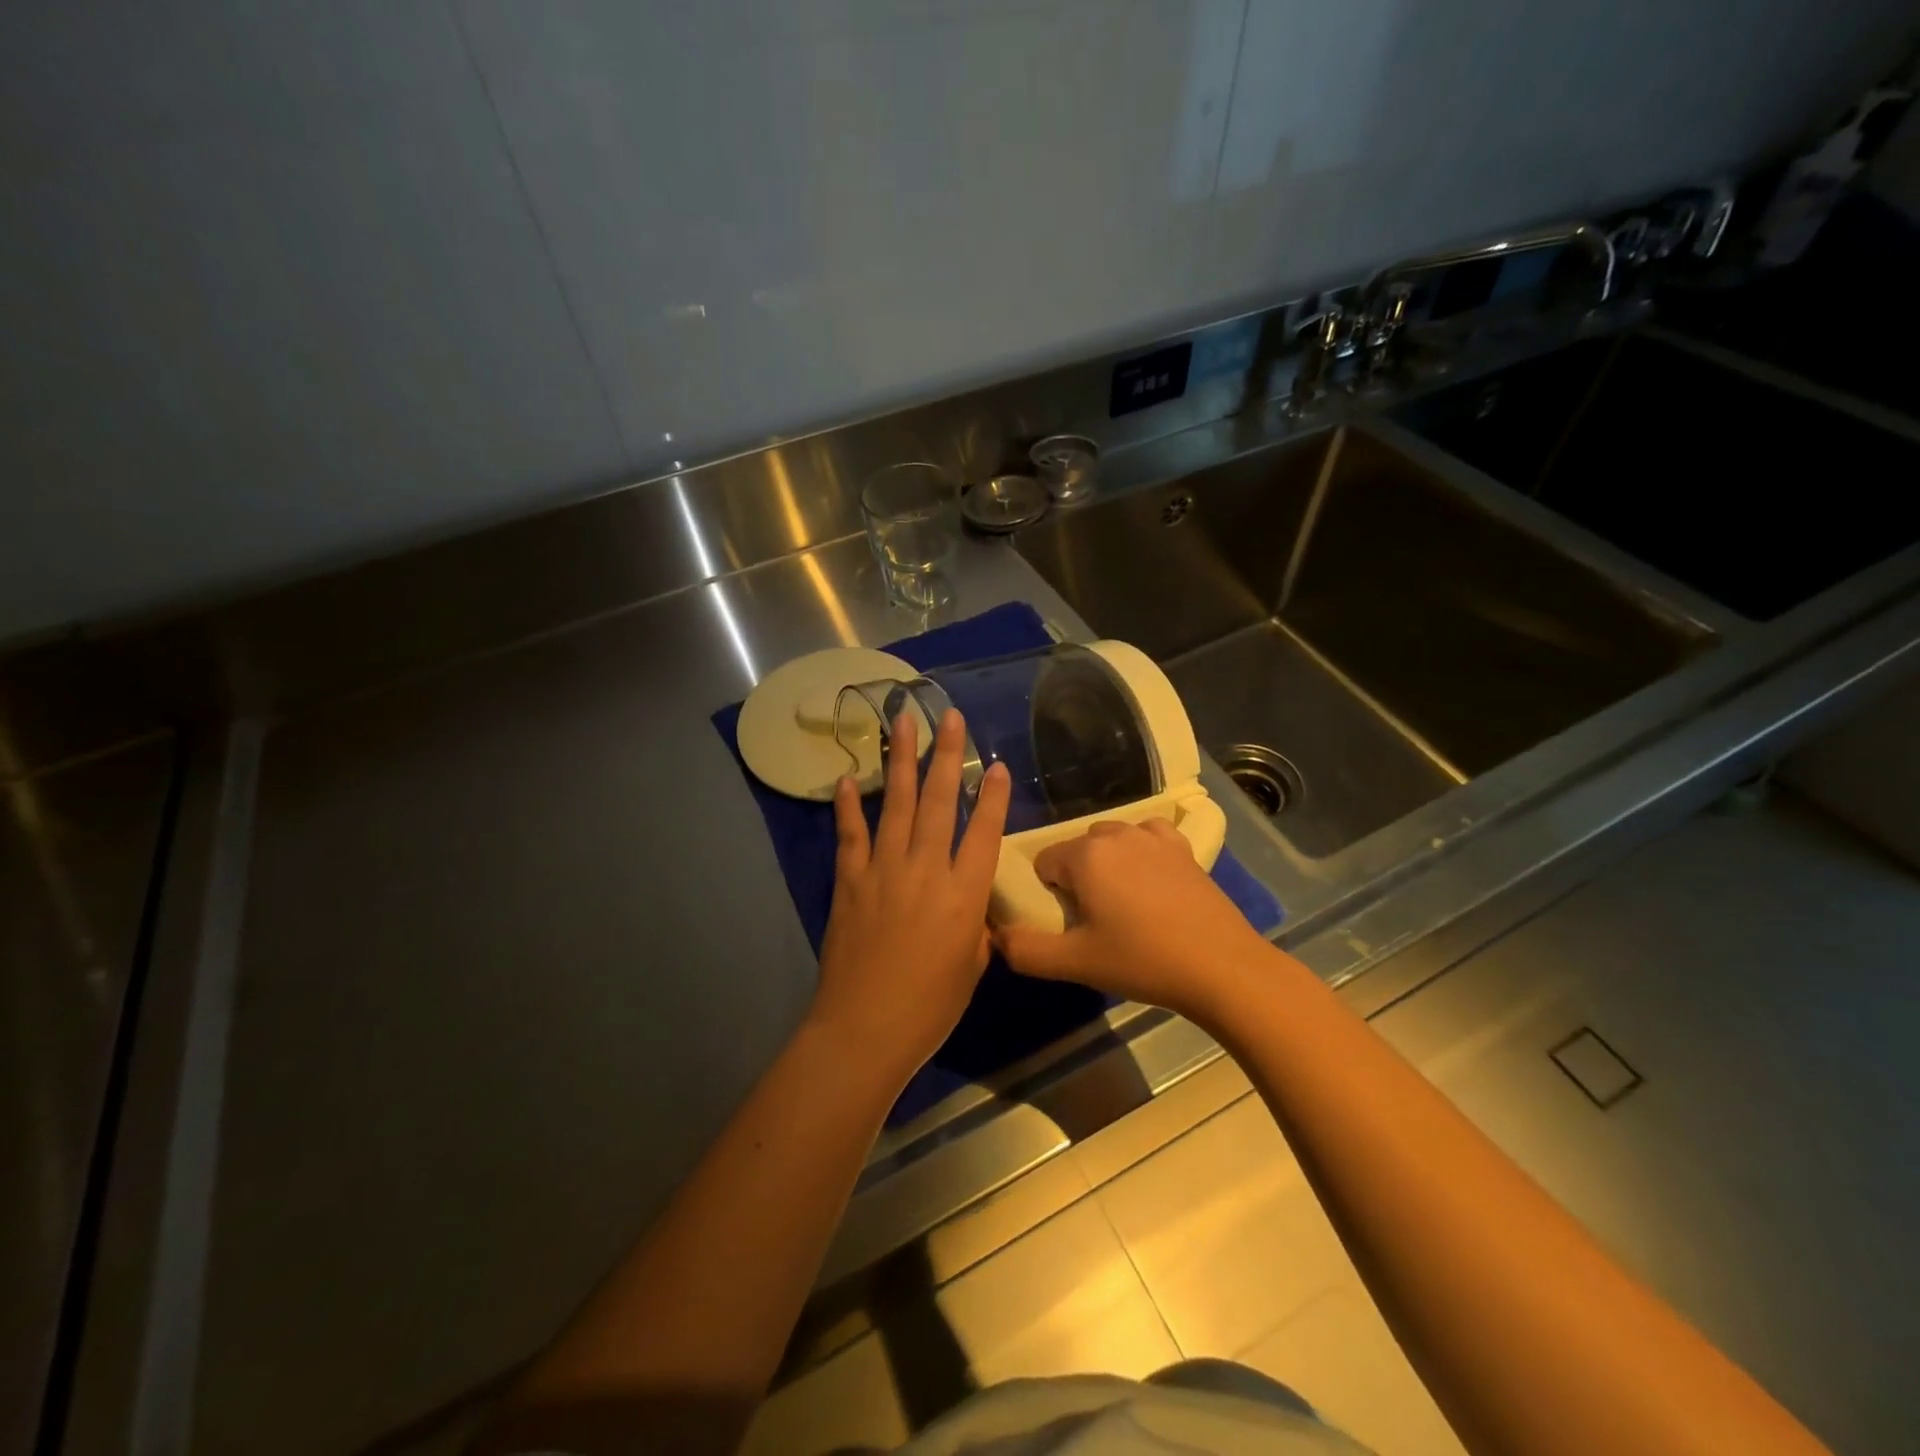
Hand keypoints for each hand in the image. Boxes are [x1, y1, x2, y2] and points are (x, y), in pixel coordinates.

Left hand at [811, 708, 1010, 1086]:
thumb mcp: (971, 967)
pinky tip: (850, 778)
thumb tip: (972, 907)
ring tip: (904, 724)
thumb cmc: (929, 1006)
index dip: (993, 796)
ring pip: (896, 804)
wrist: (864, 1028)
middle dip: (947, 756)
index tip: (997, 764)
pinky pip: (851, 834)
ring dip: (901, 761)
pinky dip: (849, 805)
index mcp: (964, 894)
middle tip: (949, 716)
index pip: (985, 832)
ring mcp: (884, 870)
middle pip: (939, 802)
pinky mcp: (850, 880)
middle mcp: (926, 869)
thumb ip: (975, 927)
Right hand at [993, 819, 1272, 1025]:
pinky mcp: (1182, 847)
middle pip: (1076, 850)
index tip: (1069, 925)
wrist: (1221, 967)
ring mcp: (1152, 836)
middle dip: (1077, 878)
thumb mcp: (1074, 963)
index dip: (1050, 895)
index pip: (1044, 864)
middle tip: (1095, 921)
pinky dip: (1141, 852)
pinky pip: (1147, 837)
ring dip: (1107, 865)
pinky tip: (1151, 881)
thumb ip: (1024, 950)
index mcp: (1084, 856)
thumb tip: (997, 935)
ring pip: (1110, 841)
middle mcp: (1115, 834)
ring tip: (1123, 905)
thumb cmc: (1142, 961)